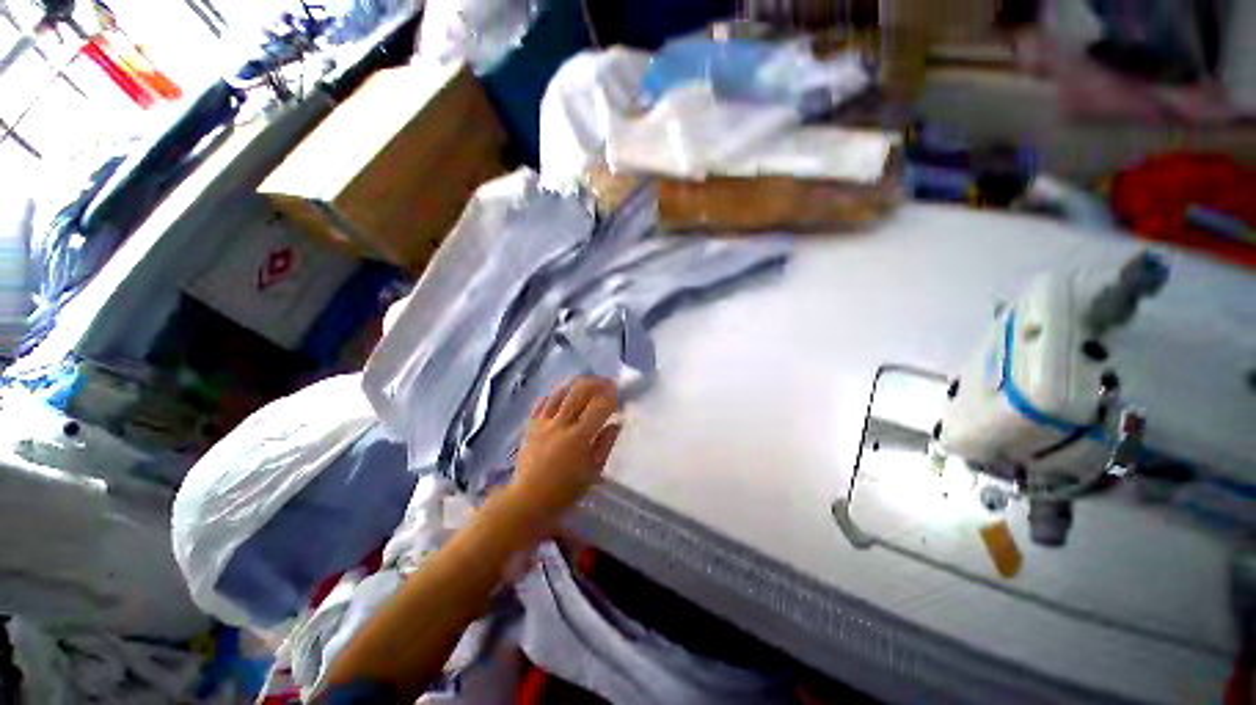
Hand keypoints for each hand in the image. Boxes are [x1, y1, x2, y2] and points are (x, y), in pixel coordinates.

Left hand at [511, 377, 620, 521]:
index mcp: (578, 438)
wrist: (528, 501)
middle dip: (597, 382)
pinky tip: (563, 395)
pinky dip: (555, 395)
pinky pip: (542, 402)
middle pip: (580, 391)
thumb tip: (616, 424)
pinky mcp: (531, 426)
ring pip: (561, 392)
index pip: (599, 406)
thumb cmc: (565, 491)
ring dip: (577, 385)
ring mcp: (543, 423)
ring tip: (588, 386)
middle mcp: (560, 424)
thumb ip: (605, 445)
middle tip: (607, 383)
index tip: (619, 393)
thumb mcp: (593, 472)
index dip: (611, 395)